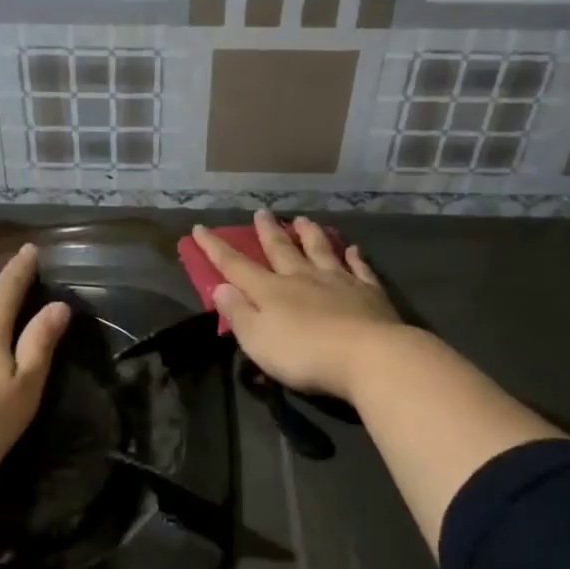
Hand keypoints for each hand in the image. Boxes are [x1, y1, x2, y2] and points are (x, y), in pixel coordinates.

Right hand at [192, 211, 405, 402]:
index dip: (215, 248)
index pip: (236, 266)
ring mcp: (338, 282)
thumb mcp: (258, 340)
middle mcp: (302, 278)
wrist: (369, 356)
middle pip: (281, 250)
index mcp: (271, 291)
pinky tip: (353, 249)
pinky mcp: (369, 293)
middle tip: (261, 212)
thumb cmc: (304, 354)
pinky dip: (355, 257)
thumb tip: (221, 287)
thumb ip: (238, 313)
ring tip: (301, 219)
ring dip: (309, 234)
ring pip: (320, 250)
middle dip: (267, 232)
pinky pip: (359, 269)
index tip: (200, 228)